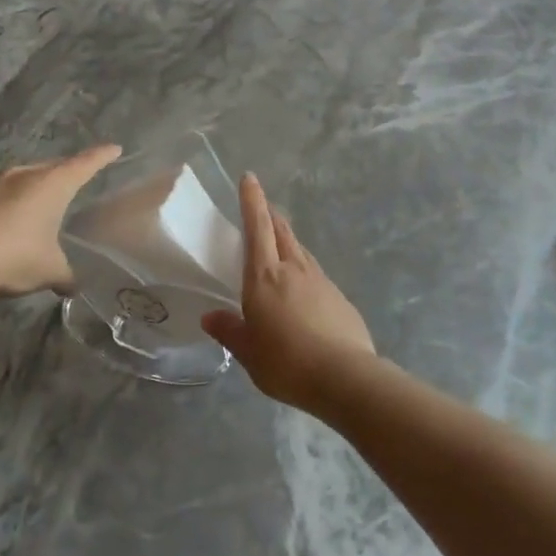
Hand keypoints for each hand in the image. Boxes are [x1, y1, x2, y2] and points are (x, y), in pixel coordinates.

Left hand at [0, 145, 121, 296]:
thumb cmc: (13, 257)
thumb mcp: (49, 271)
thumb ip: (65, 275)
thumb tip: (72, 286)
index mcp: (51, 185)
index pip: (84, 164)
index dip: (101, 156)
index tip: (114, 148)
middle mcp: (23, 175)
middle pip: (51, 167)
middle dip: (65, 172)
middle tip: (76, 179)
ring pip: (21, 178)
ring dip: (32, 187)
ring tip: (39, 202)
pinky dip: (7, 203)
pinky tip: (5, 222)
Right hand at [202, 173, 375, 409]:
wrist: (345, 376)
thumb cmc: (286, 362)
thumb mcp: (248, 352)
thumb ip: (229, 331)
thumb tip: (210, 317)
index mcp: (264, 277)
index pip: (256, 228)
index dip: (252, 201)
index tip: (250, 178)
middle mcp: (294, 269)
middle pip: (282, 231)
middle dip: (270, 215)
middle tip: (263, 206)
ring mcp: (320, 280)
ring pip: (300, 249)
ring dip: (287, 239)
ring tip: (279, 242)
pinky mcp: (339, 297)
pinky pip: (315, 273)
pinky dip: (303, 269)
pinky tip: (302, 288)